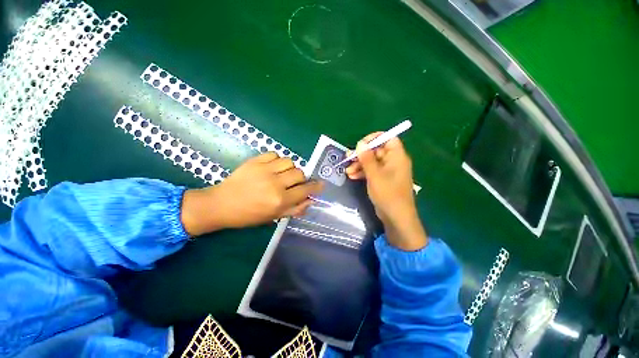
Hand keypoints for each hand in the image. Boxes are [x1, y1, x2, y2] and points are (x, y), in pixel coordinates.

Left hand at [181, 152, 323, 235]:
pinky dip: (277, 160)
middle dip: (300, 178)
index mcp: (280, 200)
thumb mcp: (273, 217)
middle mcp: (275, 183)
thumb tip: (310, 200)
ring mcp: (264, 170)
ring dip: (290, 168)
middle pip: (299, 173)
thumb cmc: (248, 215)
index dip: (316, 187)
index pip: (305, 190)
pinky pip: (275, 154)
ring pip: (289, 161)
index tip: (320, 185)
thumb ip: (295, 209)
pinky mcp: (255, 161)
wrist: (221, 204)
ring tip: (282, 174)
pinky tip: (272, 167)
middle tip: (294, 183)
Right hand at [346, 133, 427, 250]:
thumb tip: (360, 143)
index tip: (360, 144)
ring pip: (372, 162)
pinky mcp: (383, 180)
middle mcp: (393, 161)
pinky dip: (362, 172)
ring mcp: (388, 171)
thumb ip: (367, 158)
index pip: (388, 138)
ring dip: (359, 165)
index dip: (374, 138)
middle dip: (361, 155)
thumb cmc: (388, 193)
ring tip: (347, 171)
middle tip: (348, 158)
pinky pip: (372, 171)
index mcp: (397, 156)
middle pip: (376, 151)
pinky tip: (352, 176)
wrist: (396, 217)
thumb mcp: (374, 175)